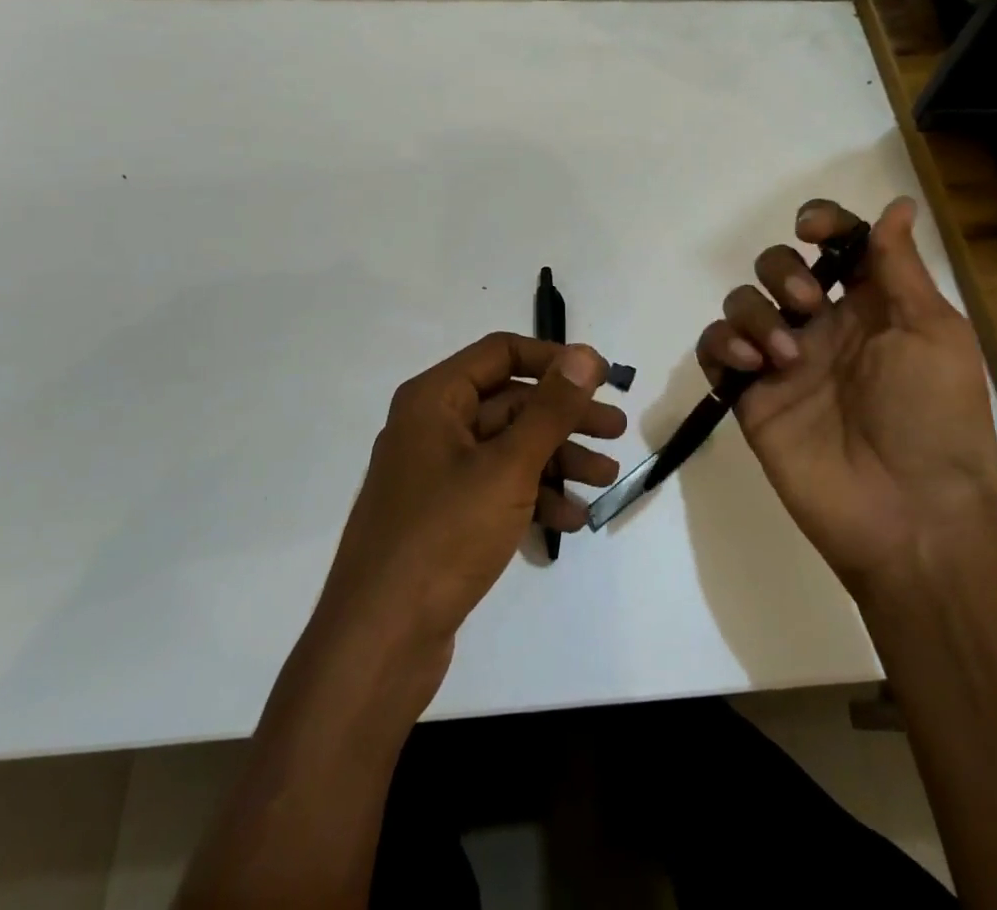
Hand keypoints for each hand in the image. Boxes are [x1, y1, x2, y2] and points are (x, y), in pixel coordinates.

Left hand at [313, 334, 624, 679]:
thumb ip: (550, 409)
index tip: (601, 378)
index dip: (554, 360)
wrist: (378, 643)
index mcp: (435, 399)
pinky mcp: (443, 516)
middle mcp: (432, 426)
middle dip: (565, 417)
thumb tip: (584, 354)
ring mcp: (436, 474)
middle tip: (617, 431)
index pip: (502, 353)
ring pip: (508, 448)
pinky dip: (534, 497)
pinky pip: (497, 489)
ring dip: (558, 459)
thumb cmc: (444, 536)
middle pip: (510, 402)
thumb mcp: (508, 467)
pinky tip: (572, 520)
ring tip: (606, 478)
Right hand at [694, 197, 996, 594]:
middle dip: (783, 270)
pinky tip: (752, 363)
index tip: (813, 231)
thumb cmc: (936, 419)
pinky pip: (714, 348)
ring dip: (756, 311)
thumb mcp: (934, 334)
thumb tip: (898, 203)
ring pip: (741, 301)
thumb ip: (902, 268)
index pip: (834, 244)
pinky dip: (723, 343)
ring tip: (785, 355)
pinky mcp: (750, 396)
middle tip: (810, 305)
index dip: (821, 223)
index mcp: (870, 306)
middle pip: (777, 265)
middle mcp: (822, 326)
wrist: (910, 517)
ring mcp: (782, 361)